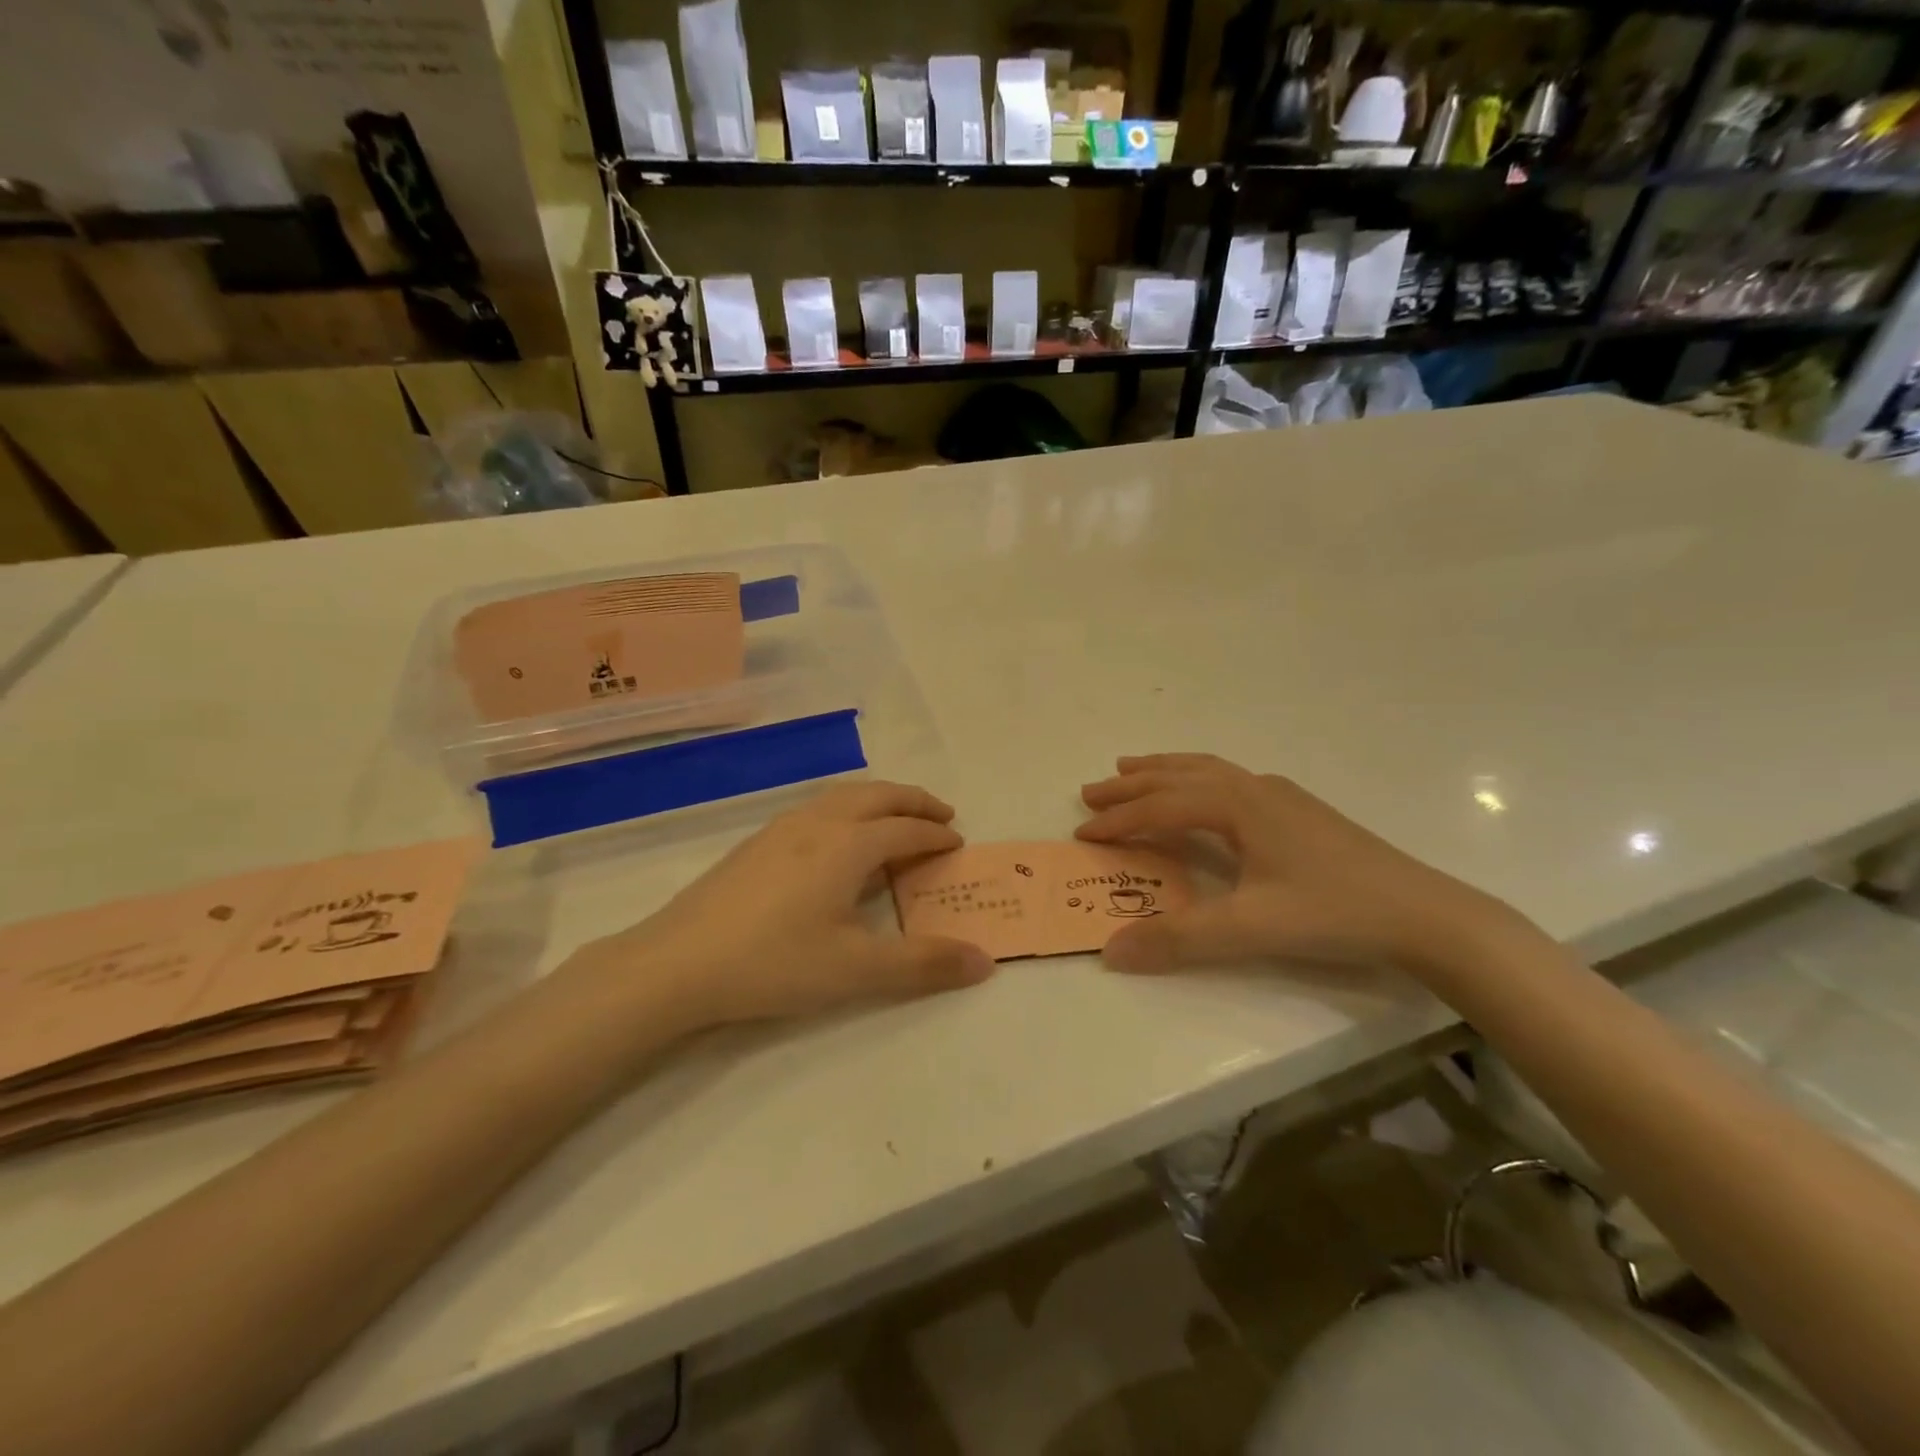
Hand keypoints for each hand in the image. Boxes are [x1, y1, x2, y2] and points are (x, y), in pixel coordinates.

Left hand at [584, 781, 995, 1025]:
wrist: (677, 963)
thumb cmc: (775, 963)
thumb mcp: (857, 971)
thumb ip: (923, 964)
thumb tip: (985, 962)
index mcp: (849, 845)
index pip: (906, 830)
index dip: (936, 836)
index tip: (957, 844)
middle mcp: (819, 822)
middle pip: (878, 796)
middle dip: (914, 802)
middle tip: (941, 815)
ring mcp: (782, 828)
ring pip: (843, 796)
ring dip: (879, 800)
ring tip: (895, 819)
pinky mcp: (756, 842)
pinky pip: (818, 808)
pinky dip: (848, 809)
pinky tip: (837, 839)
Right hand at [1077, 754, 1519, 975]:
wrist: (1424, 914)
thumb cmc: (1333, 912)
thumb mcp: (1249, 929)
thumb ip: (1178, 939)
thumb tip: (1110, 951)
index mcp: (1238, 805)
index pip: (1162, 807)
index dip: (1119, 821)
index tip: (1081, 832)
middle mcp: (1254, 788)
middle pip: (1179, 777)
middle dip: (1132, 784)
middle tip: (1092, 791)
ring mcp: (1281, 796)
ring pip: (1208, 770)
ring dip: (1164, 771)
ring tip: (1132, 768)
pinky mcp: (1300, 811)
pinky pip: (1230, 781)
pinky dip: (1197, 779)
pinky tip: (1205, 795)